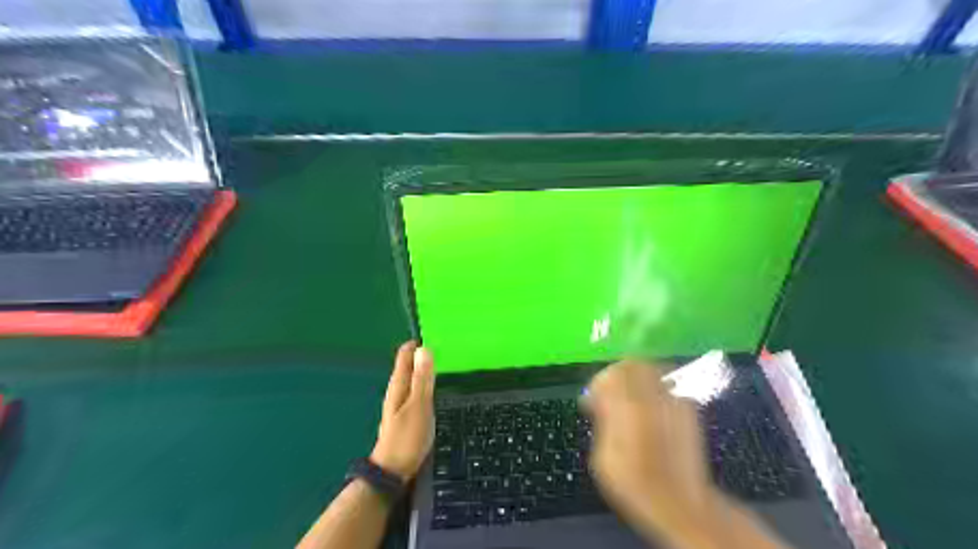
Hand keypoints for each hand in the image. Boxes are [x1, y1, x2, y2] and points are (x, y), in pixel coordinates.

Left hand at [370, 341, 434, 482]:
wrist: (392, 471)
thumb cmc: (407, 438)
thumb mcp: (419, 406)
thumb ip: (422, 379)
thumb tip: (424, 349)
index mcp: (398, 386)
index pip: (405, 356)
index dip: (416, 344)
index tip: (433, 333)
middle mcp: (396, 391)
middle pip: (407, 366)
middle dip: (420, 354)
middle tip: (441, 345)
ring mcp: (399, 405)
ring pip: (411, 379)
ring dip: (422, 369)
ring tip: (440, 362)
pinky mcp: (405, 416)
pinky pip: (415, 391)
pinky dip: (423, 384)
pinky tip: (432, 388)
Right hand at [589, 362, 715, 546]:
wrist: (678, 501)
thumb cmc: (633, 484)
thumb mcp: (602, 457)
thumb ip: (602, 421)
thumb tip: (600, 403)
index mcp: (628, 407)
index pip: (611, 374)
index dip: (598, 382)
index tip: (592, 400)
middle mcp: (652, 397)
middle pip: (633, 364)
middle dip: (618, 373)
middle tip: (609, 390)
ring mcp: (673, 400)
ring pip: (652, 368)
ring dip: (637, 376)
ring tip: (630, 396)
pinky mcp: (688, 409)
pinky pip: (667, 385)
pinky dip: (655, 388)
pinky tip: (650, 408)